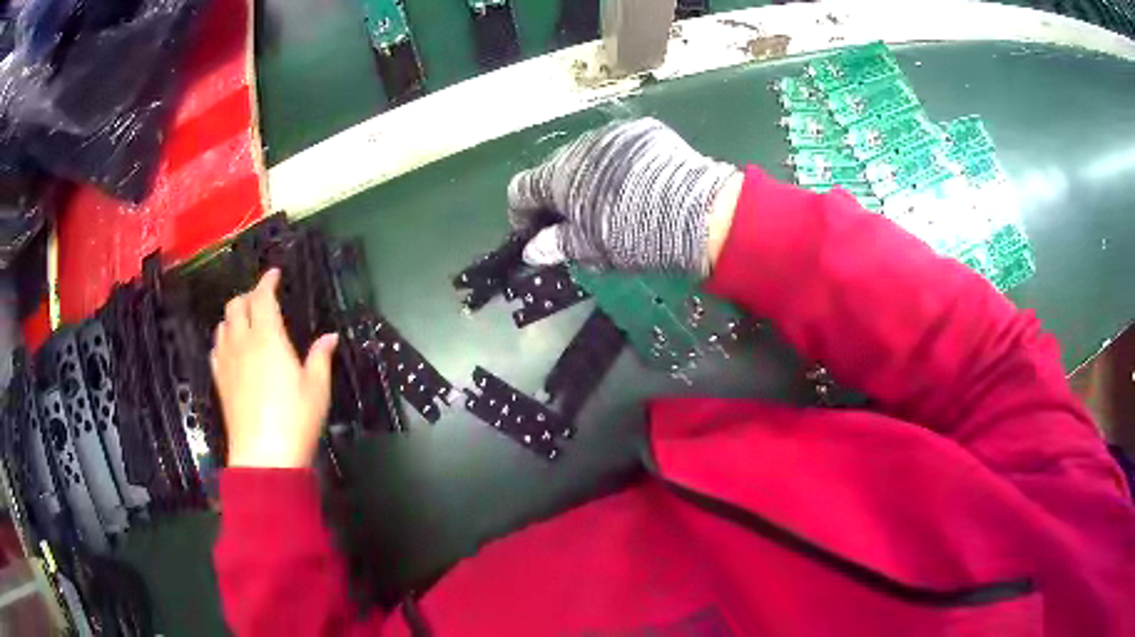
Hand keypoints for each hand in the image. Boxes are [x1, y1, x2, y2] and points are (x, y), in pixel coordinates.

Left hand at [210, 269, 337, 468]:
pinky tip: (233, 349)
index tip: (274, 275)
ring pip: (223, 324)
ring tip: (247, 322)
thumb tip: (330, 337)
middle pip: (236, 305)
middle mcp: (243, 342)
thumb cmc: (295, 420)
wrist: (263, 456)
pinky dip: (224, 339)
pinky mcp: (220, 380)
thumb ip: (320, 357)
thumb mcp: (317, 389)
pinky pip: (216, 348)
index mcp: (268, 338)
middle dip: (249, 296)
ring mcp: (227, 361)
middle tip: (263, 300)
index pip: (262, 297)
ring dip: (234, 316)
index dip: (267, 281)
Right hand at [507, 118, 741, 273]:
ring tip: (611, 205)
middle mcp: (580, 147)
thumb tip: (531, 251)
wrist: (696, 212)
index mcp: (559, 176)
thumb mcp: (590, 248)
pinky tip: (638, 186)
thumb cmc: (633, 234)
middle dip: (558, 198)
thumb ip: (555, 246)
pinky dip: (618, 167)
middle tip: (575, 225)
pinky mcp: (644, 131)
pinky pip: (619, 149)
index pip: (521, 189)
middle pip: (556, 171)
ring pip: (589, 158)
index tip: (532, 234)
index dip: (520, 214)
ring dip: (589, 180)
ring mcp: (614, 134)